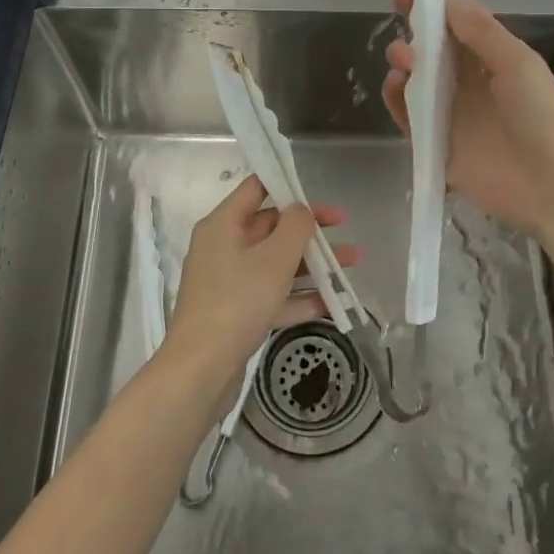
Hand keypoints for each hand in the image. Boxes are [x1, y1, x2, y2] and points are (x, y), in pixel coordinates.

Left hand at [159, 176, 360, 399]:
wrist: (201, 369)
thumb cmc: (237, 301)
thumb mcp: (274, 258)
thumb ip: (295, 227)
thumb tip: (301, 210)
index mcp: (224, 224)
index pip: (255, 189)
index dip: (287, 184)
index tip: (317, 190)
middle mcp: (224, 247)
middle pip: (271, 227)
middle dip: (310, 229)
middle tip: (346, 228)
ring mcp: (229, 282)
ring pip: (276, 263)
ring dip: (313, 263)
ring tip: (352, 265)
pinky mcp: (237, 314)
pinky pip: (273, 296)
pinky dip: (299, 296)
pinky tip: (333, 303)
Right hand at [381, 0, 553, 235]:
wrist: (551, 185)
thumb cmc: (541, 116)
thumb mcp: (517, 63)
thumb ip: (481, 31)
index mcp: (492, 57)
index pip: (459, 20)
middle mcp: (467, 80)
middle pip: (432, 44)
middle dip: (414, 19)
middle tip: (400, 0)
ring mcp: (448, 111)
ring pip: (415, 76)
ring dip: (404, 57)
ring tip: (403, 56)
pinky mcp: (432, 142)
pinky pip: (405, 114)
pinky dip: (394, 97)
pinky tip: (395, 84)